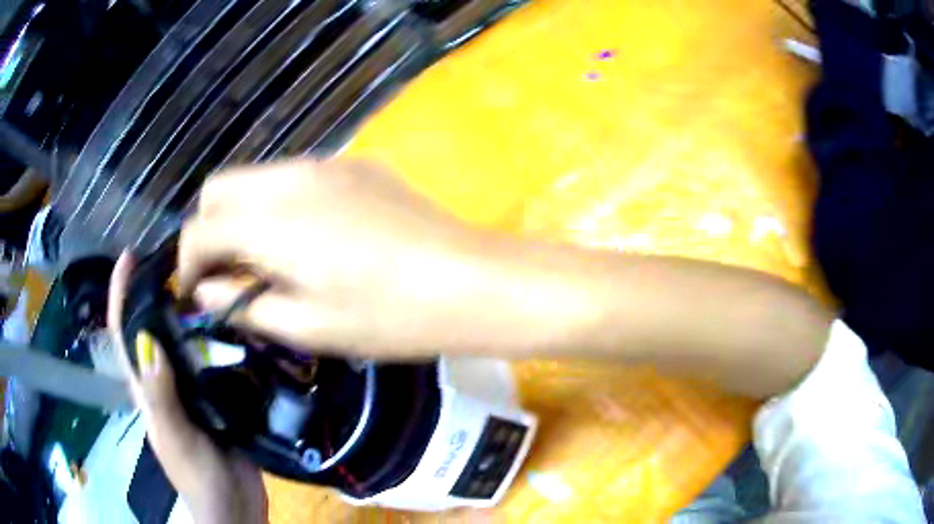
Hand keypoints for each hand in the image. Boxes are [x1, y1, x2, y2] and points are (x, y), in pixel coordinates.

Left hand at [108, 254, 266, 523]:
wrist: (235, 505)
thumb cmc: (198, 476)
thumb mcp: (175, 438)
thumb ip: (160, 395)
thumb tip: (148, 338)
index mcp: (147, 388)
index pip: (124, 334)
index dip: (121, 293)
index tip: (128, 256)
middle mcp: (165, 381)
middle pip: (153, 328)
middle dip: (155, 291)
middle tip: (177, 258)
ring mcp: (191, 390)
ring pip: (184, 341)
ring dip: (188, 310)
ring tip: (207, 278)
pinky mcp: (218, 397)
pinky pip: (213, 359)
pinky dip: (217, 336)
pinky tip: (233, 320)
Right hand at [178, 159, 559, 358]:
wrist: (470, 281)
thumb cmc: (389, 317)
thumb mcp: (308, 327)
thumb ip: (244, 305)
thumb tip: (207, 290)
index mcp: (271, 221)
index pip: (199, 229)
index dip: (187, 264)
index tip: (197, 293)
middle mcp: (291, 177)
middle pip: (219, 189)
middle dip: (209, 230)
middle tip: (228, 275)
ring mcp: (326, 164)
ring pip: (255, 179)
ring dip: (243, 215)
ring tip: (265, 260)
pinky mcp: (355, 165)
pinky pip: (294, 178)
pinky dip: (278, 204)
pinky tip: (307, 238)